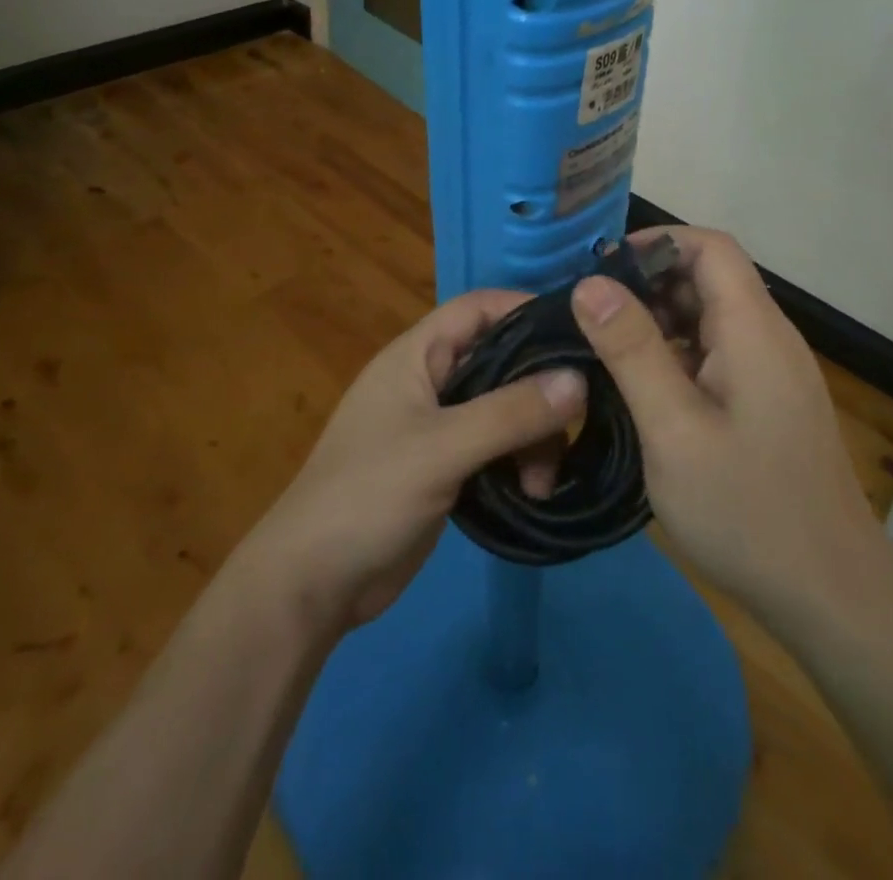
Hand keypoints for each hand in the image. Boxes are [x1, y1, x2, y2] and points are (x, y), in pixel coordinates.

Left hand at [239, 289, 586, 635]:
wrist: (312, 585)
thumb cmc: (368, 496)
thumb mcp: (442, 449)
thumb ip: (510, 412)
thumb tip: (580, 379)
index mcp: (416, 356)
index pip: (479, 308)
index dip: (526, 309)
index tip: (578, 332)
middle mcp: (430, 380)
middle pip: (500, 360)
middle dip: (539, 387)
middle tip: (576, 420)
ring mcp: (437, 425)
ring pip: (503, 407)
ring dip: (532, 435)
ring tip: (542, 480)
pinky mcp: (446, 465)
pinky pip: (496, 444)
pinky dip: (518, 460)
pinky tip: (532, 490)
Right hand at [570, 227, 878, 631]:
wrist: (831, 596)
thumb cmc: (747, 508)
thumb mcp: (673, 428)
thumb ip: (631, 350)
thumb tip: (590, 283)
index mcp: (754, 329)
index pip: (710, 247)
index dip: (656, 243)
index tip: (601, 272)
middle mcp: (769, 337)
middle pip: (710, 278)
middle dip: (649, 285)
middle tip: (591, 318)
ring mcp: (773, 371)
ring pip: (711, 317)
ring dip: (660, 322)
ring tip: (606, 353)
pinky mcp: (769, 401)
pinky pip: (719, 353)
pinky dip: (678, 354)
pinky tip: (645, 389)